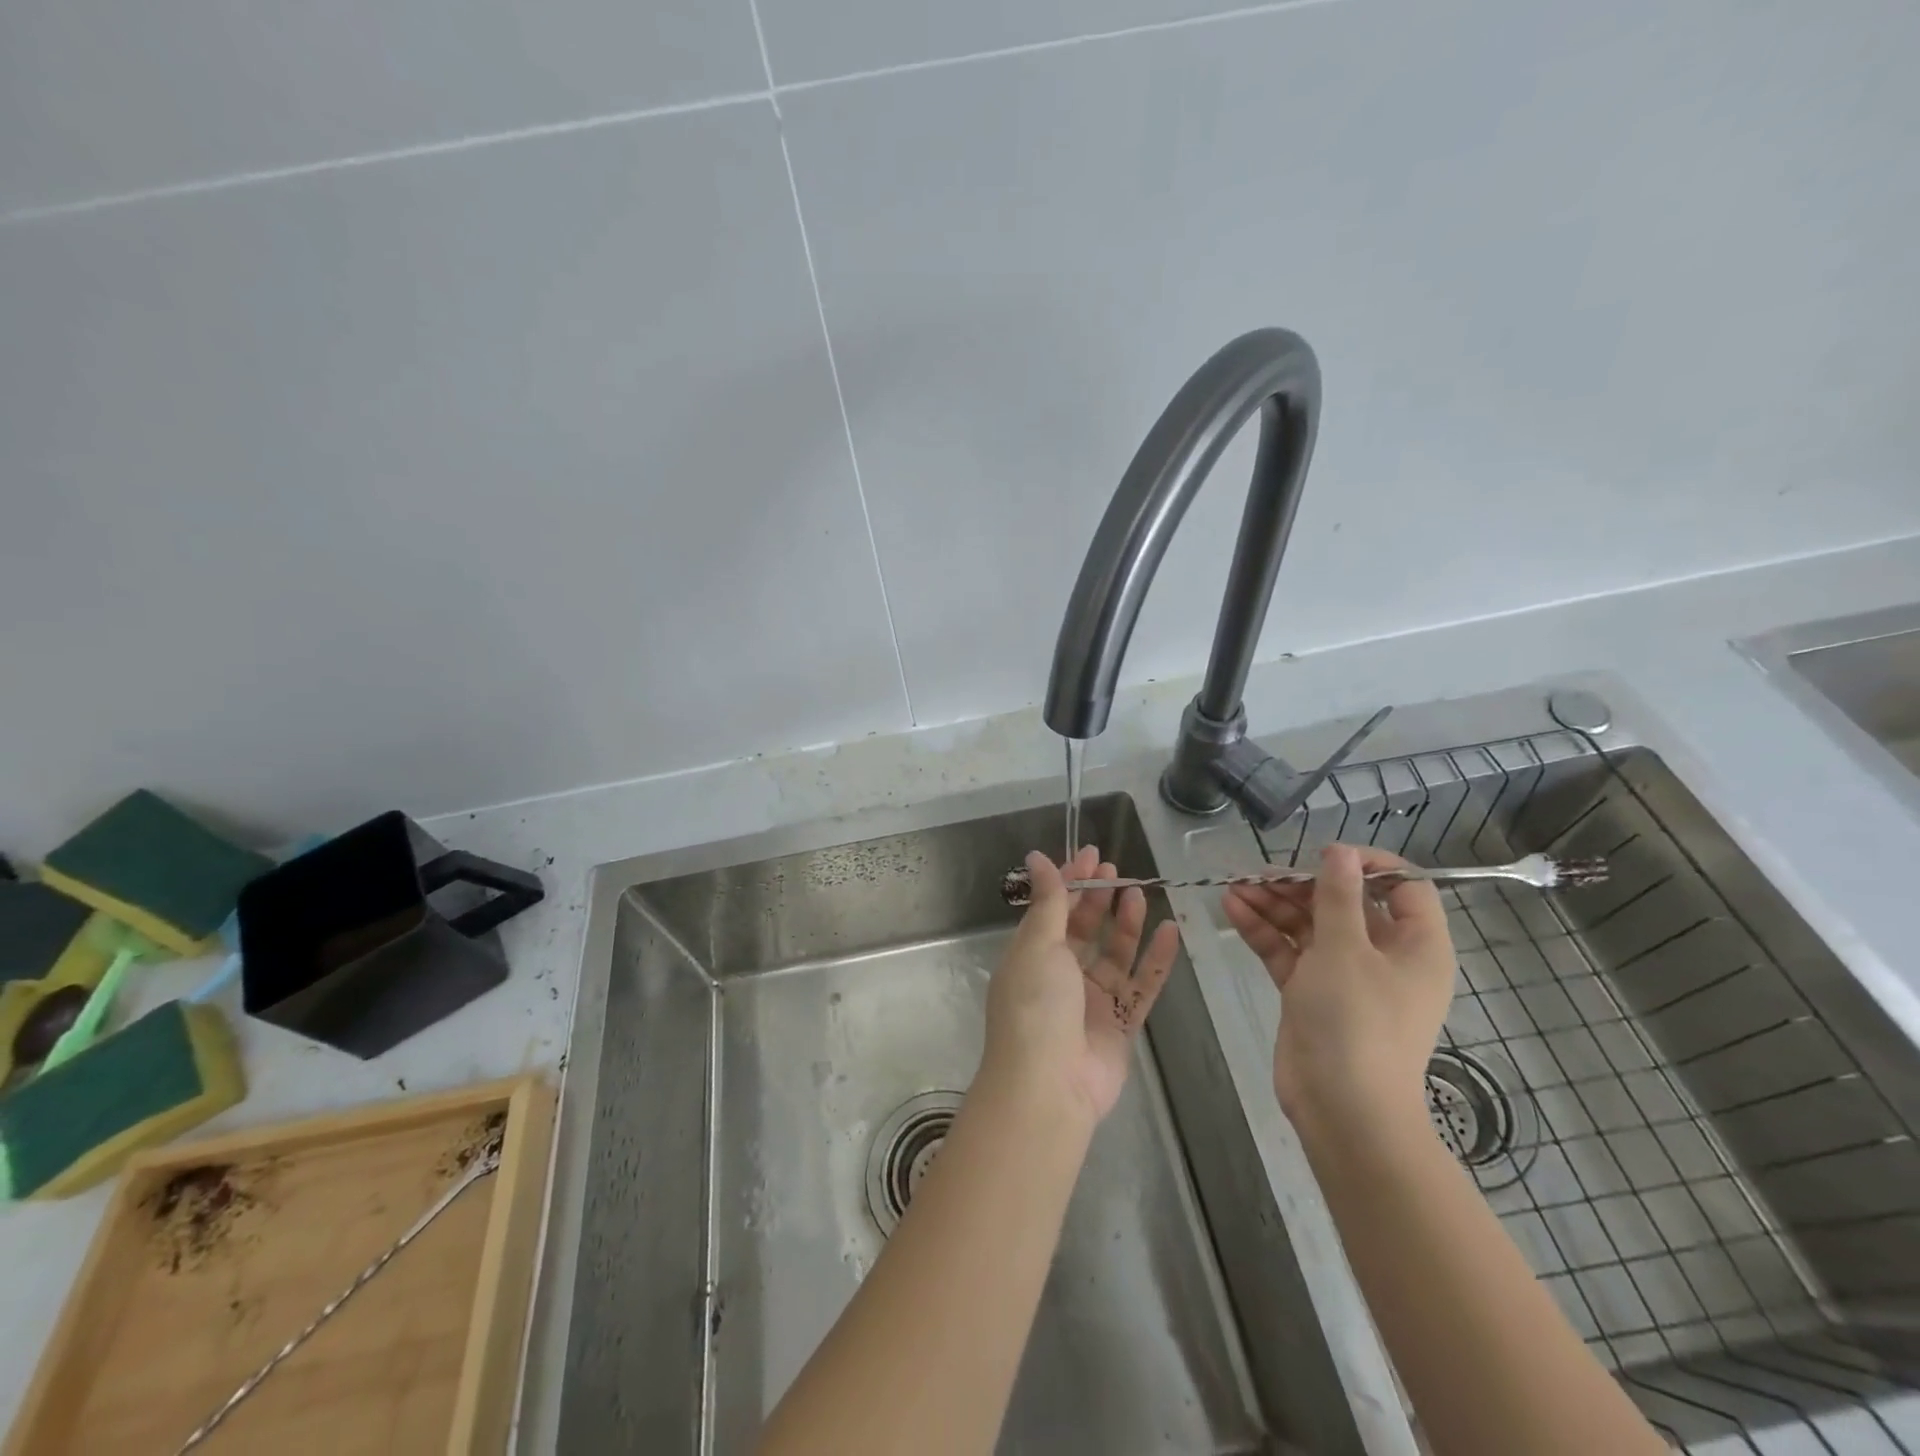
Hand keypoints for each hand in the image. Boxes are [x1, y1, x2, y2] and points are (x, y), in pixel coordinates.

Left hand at [982, 847, 1180, 1122]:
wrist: (1048, 1086)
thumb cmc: (1035, 1006)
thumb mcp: (1038, 944)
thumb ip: (1048, 901)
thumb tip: (1037, 856)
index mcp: (1032, 955)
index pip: (1054, 909)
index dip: (1071, 880)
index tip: (1092, 855)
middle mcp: (1060, 975)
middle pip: (1084, 929)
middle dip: (1099, 898)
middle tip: (1117, 872)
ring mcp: (1091, 1001)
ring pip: (1114, 954)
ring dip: (1127, 924)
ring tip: (1140, 895)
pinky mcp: (1120, 1025)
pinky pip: (1142, 985)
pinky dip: (1155, 960)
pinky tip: (1171, 931)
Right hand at [1221, 844, 1455, 1143]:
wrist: (1342, 1109)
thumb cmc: (1356, 1022)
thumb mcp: (1345, 949)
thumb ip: (1338, 896)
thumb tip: (1340, 852)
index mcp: (1415, 945)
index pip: (1404, 887)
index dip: (1367, 864)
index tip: (1324, 855)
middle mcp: (1384, 956)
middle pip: (1345, 904)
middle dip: (1302, 884)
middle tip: (1262, 873)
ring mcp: (1345, 975)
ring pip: (1310, 925)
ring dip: (1274, 905)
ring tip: (1235, 887)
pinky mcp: (1311, 992)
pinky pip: (1289, 951)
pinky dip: (1264, 931)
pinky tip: (1232, 909)